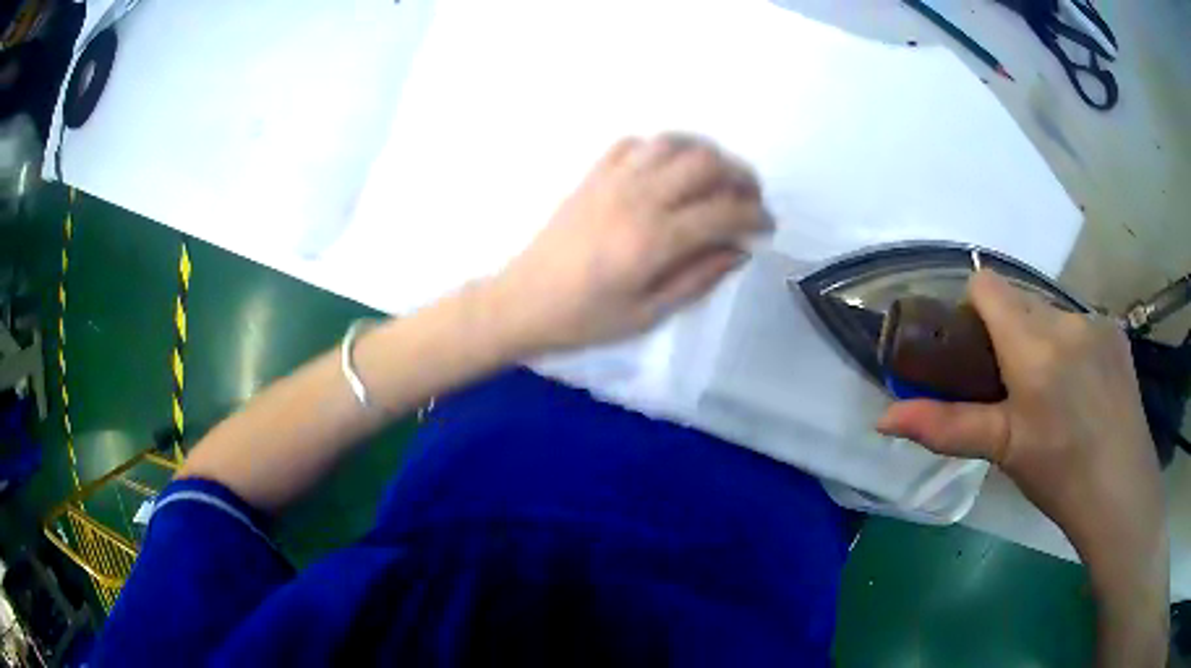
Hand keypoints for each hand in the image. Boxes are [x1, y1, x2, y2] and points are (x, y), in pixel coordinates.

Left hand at [489, 135, 769, 352]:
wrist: (523, 302)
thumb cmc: (585, 319)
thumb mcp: (649, 315)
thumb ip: (699, 278)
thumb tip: (739, 250)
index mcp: (655, 239)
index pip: (724, 211)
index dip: (756, 215)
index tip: (767, 227)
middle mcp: (638, 197)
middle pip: (706, 163)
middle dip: (740, 176)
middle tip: (750, 199)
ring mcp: (612, 180)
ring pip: (674, 143)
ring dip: (706, 154)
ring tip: (717, 179)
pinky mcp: (592, 175)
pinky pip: (635, 144)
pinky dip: (662, 149)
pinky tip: (668, 171)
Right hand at [877, 271, 1167, 665]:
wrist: (1121, 492)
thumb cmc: (1059, 474)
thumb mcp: (1002, 451)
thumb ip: (945, 427)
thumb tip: (883, 420)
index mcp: (1033, 345)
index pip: (986, 285)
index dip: (973, 310)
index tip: (977, 352)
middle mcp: (1065, 318)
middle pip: (1019, 298)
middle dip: (1008, 330)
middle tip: (1012, 385)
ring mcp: (1096, 320)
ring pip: (1051, 311)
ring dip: (1041, 338)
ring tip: (1052, 392)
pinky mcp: (1116, 331)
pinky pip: (1080, 323)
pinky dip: (1071, 345)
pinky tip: (1083, 389)